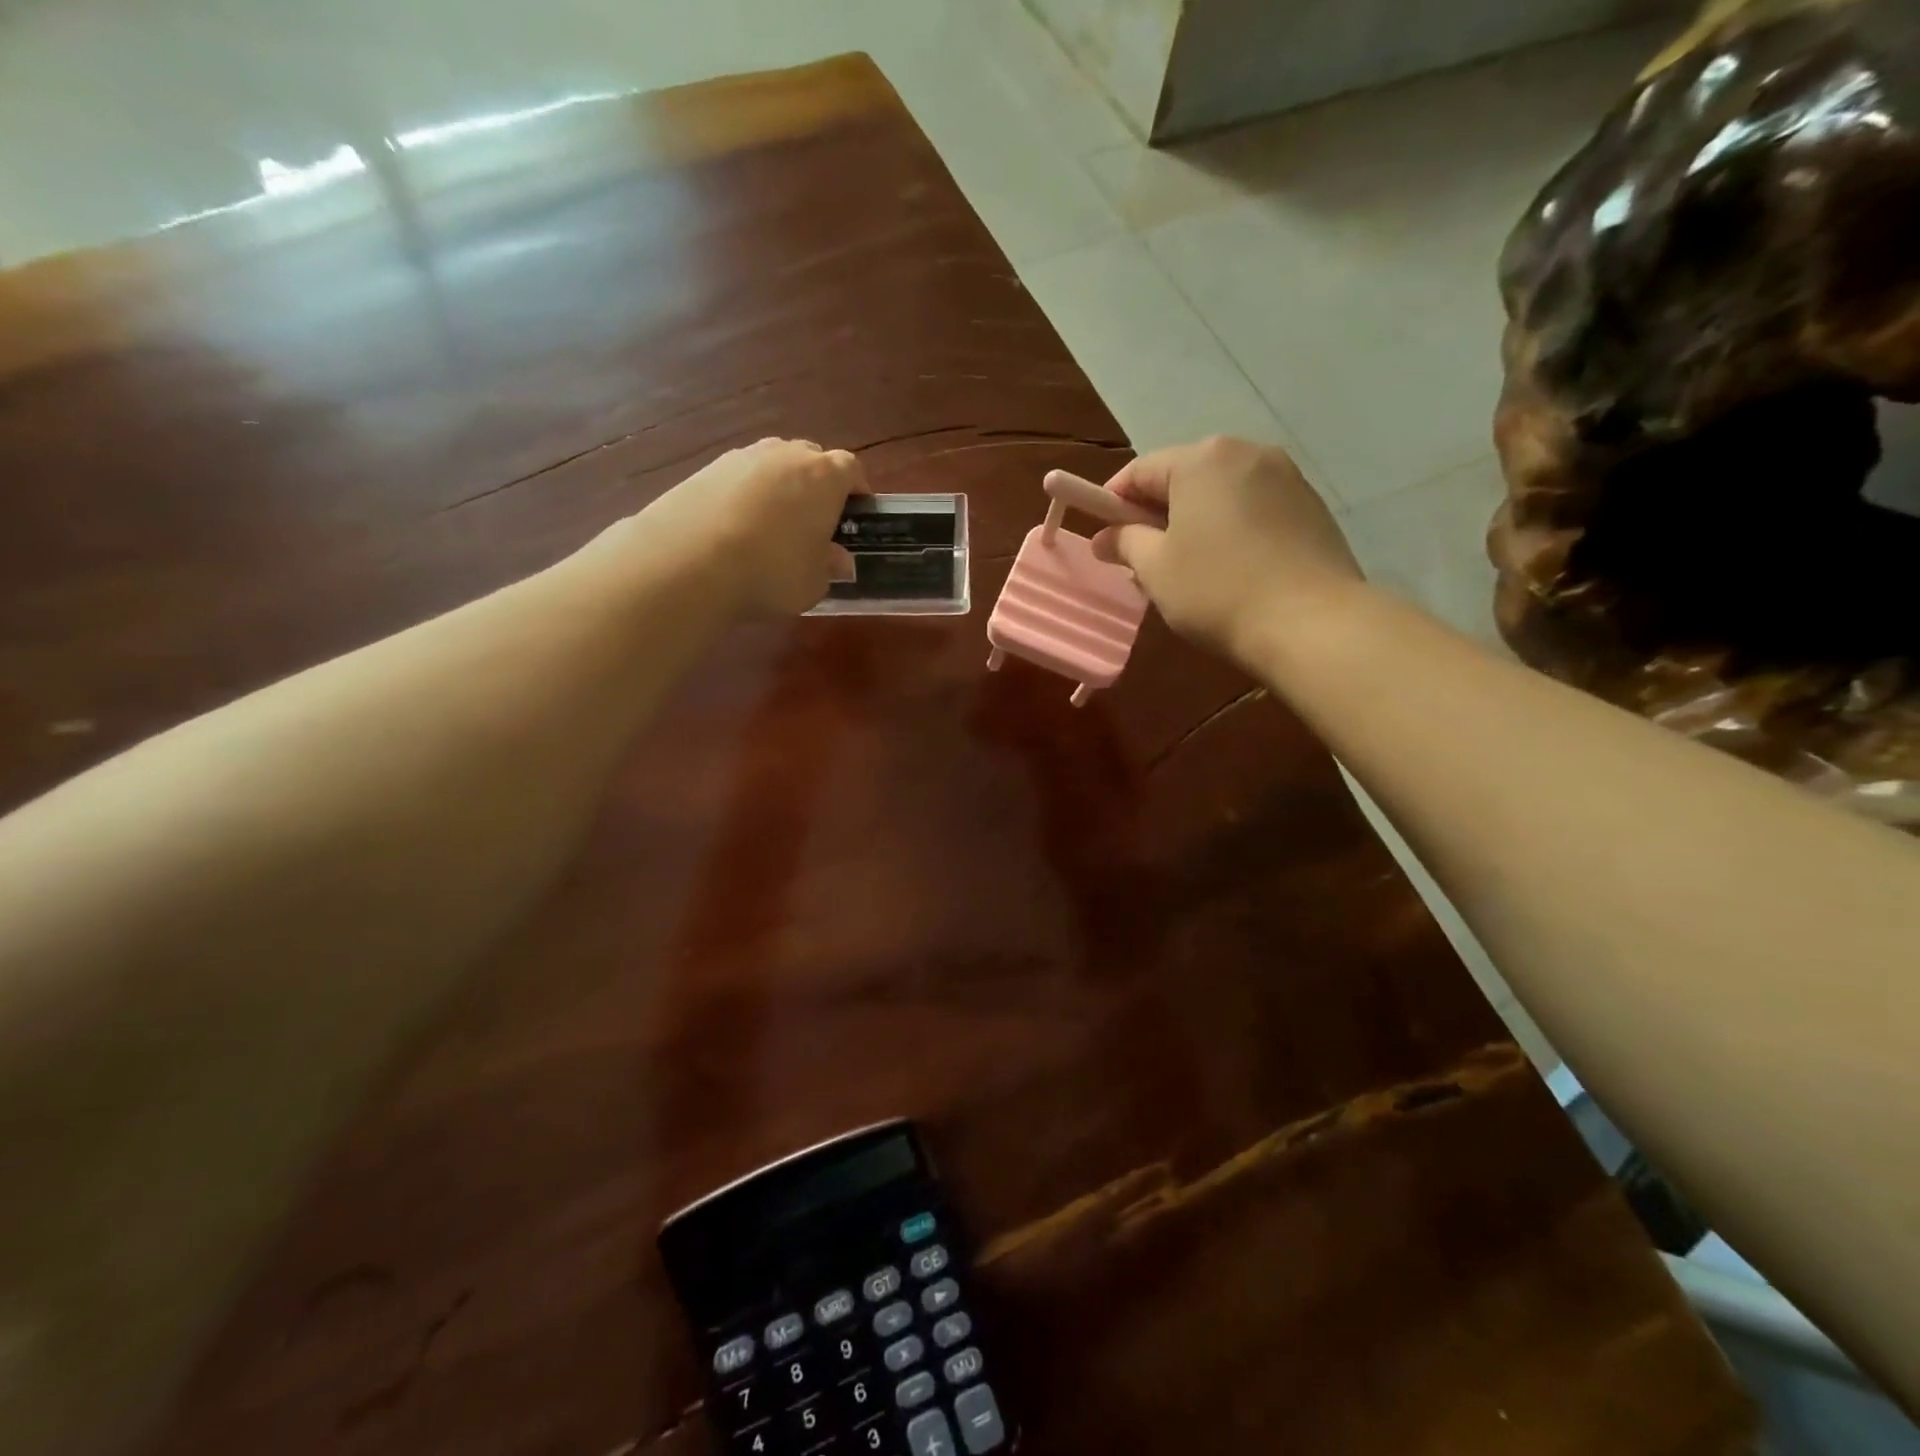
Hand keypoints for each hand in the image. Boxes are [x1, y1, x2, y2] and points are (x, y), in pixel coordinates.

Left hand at [627, 437, 869, 615]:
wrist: (688, 560)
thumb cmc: (771, 571)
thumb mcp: (814, 583)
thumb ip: (830, 567)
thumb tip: (837, 559)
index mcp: (824, 476)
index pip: (852, 469)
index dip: (857, 491)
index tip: (854, 516)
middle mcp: (785, 455)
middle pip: (811, 459)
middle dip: (816, 486)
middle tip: (812, 523)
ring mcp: (741, 457)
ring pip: (771, 466)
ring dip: (777, 489)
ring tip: (769, 528)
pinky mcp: (704, 470)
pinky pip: (737, 479)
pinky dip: (742, 497)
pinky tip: (734, 531)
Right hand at [1090, 436, 1362, 665]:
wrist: (1311, 623)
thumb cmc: (1217, 590)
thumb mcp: (1155, 568)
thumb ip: (1124, 542)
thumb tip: (1104, 537)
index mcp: (1202, 459)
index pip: (1140, 471)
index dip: (1113, 502)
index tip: (1102, 536)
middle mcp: (1246, 452)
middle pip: (1183, 477)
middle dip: (1156, 513)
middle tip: (1141, 558)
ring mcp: (1285, 477)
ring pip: (1220, 494)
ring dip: (1194, 522)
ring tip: (1185, 568)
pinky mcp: (1311, 506)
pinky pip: (1253, 508)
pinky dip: (1230, 529)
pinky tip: (1228, 569)